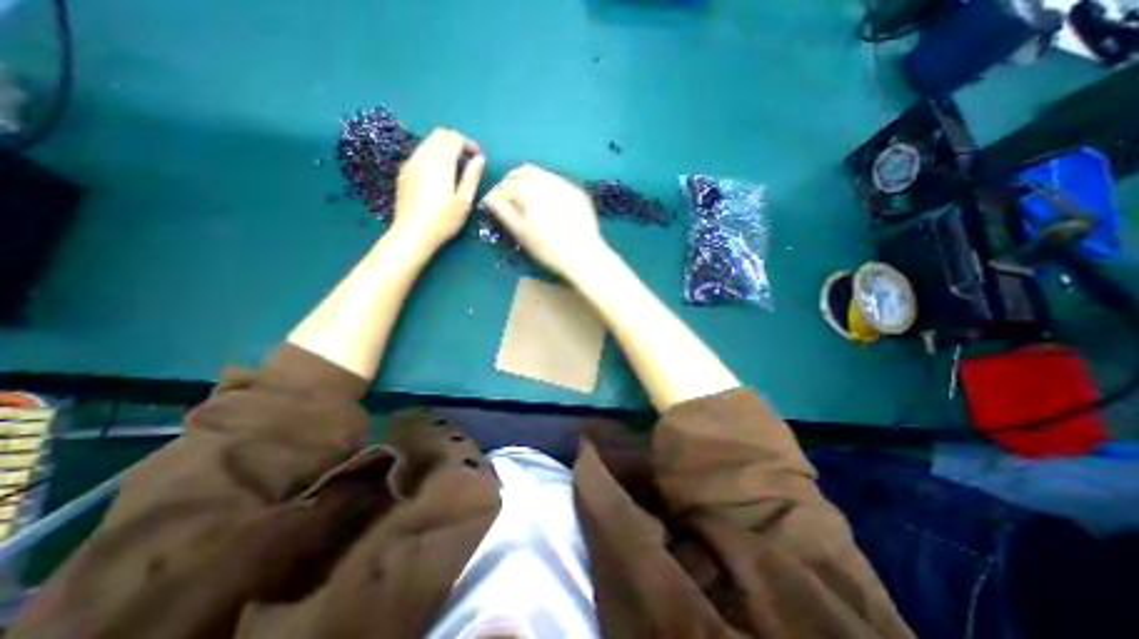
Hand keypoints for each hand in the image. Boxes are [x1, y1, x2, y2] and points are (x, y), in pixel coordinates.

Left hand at [393, 128, 484, 249]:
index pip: (455, 138)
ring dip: (443, 147)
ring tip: (455, 167)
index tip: (478, 158)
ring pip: (428, 142)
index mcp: (441, 161)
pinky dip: (432, 155)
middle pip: (439, 134)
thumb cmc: (444, 219)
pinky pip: (420, 153)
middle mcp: (424, 156)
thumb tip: (479, 159)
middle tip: (467, 159)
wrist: (413, 233)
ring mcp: (411, 163)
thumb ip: (472, 176)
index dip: (469, 144)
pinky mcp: (404, 173)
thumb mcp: (465, 200)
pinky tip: (438, 174)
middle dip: (456, 141)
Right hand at [479, 162, 608, 277]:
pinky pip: (558, 182)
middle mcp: (547, 180)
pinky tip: (549, 203)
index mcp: (529, 189)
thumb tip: (489, 199)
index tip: (493, 202)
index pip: (506, 185)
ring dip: (531, 181)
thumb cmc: (548, 248)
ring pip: (542, 174)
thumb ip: (504, 212)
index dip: (497, 193)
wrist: (584, 254)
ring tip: (528, 199)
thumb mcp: (522, 232)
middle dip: (513, 181)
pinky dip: (548, 187)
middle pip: (524, 172)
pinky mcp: (578, 193)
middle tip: (509, 196)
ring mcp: (565, 185)